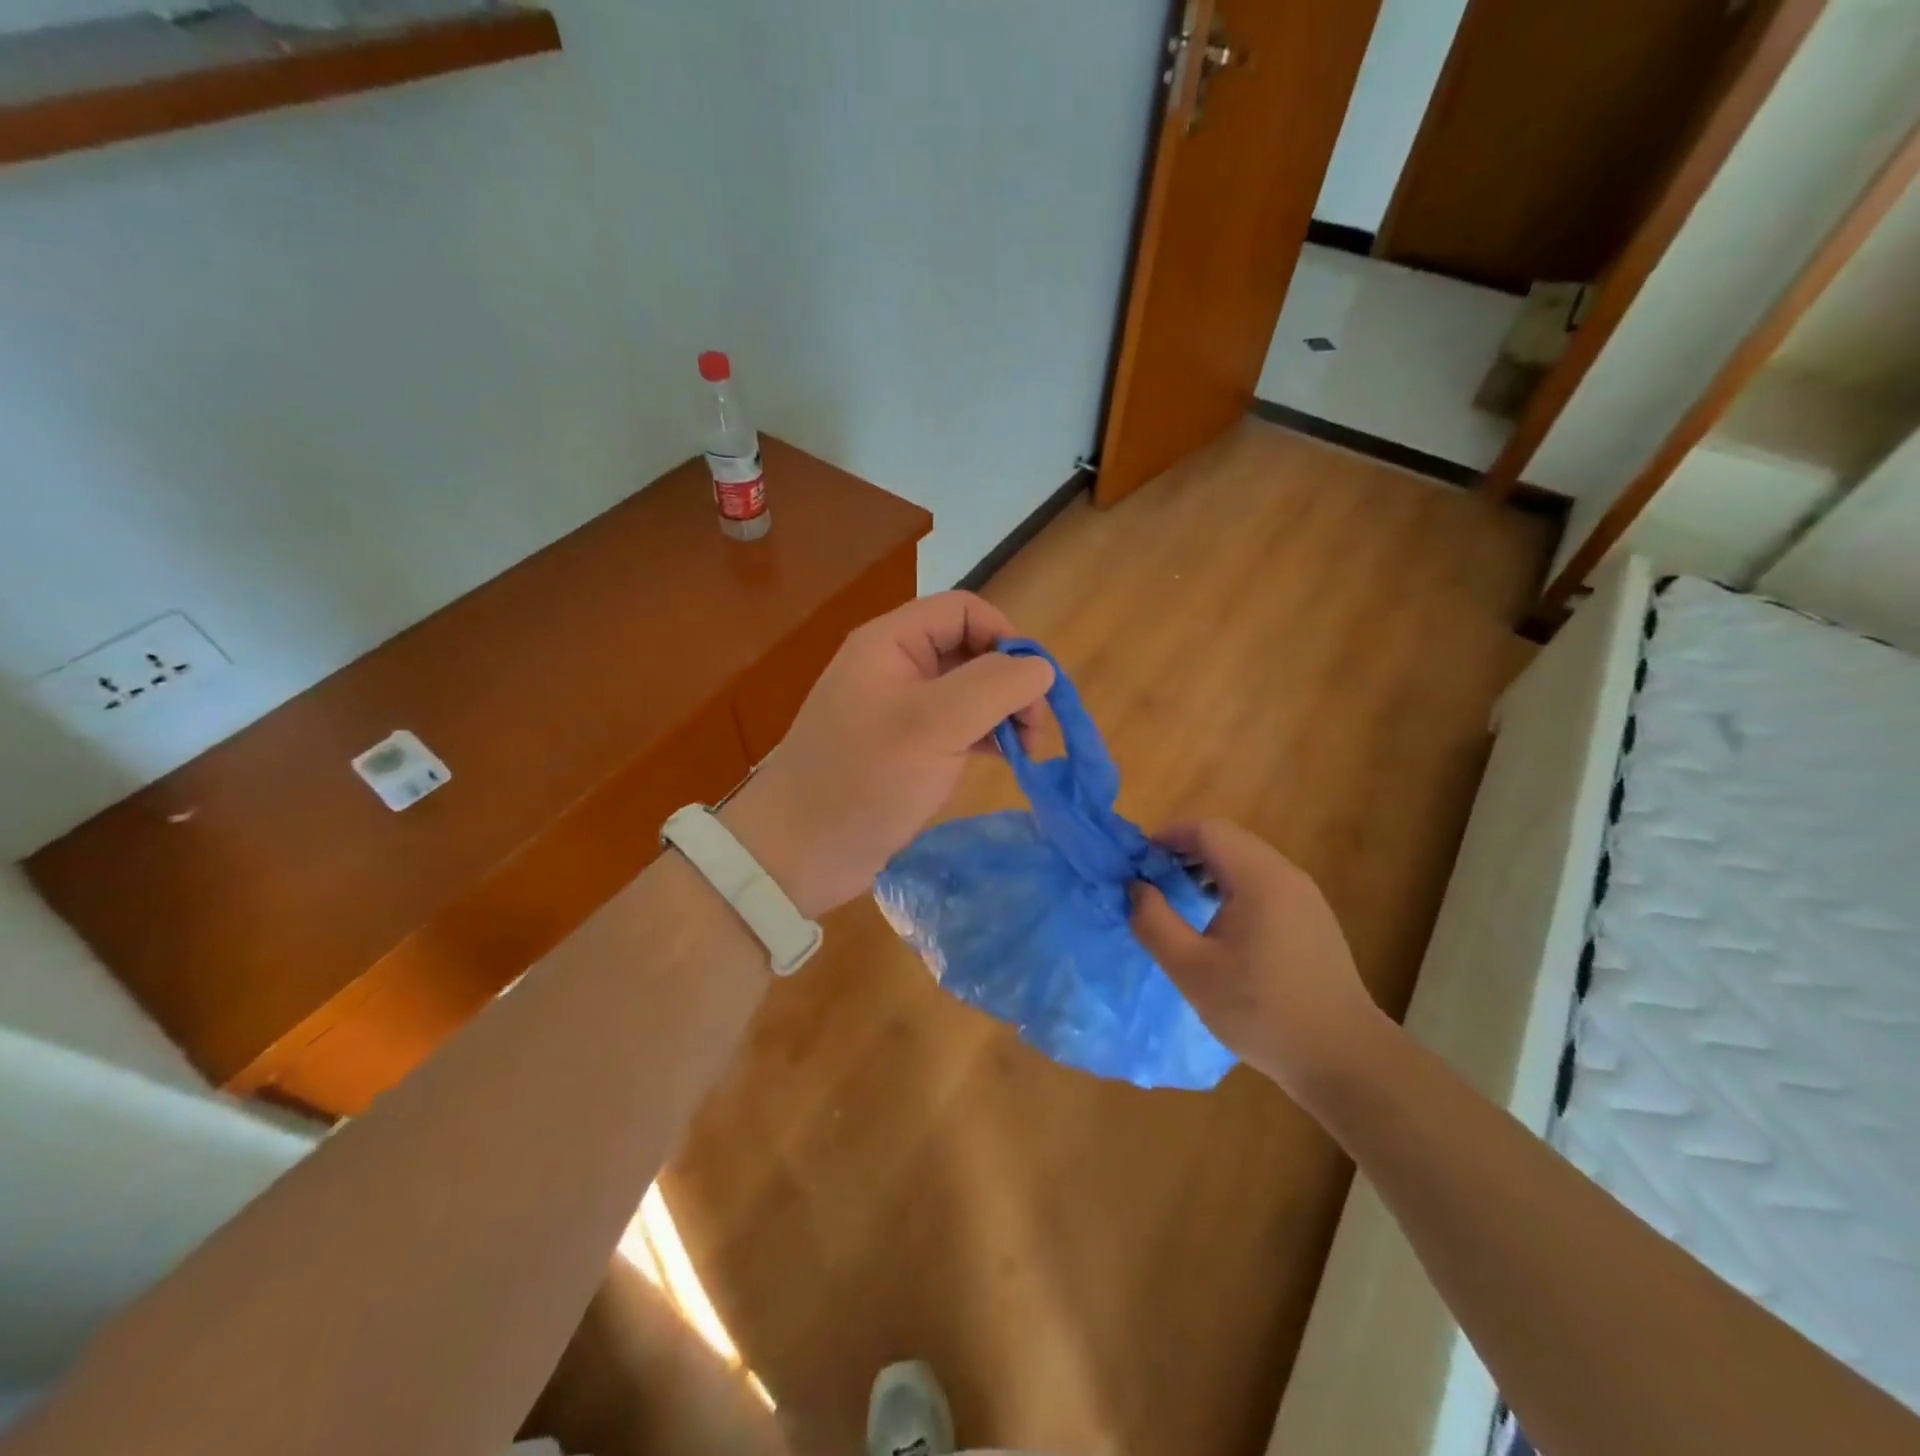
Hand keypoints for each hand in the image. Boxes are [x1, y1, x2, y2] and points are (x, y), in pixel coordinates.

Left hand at [721, 592, 1053, 917]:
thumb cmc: (865, 778)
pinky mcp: (905, 747)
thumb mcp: (934, 725)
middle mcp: (895, 666)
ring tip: (1027, 749)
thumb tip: (1041, 668)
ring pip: (968, 690)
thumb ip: (994, 687)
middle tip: (1035, 729)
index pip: (964, 611)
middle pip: (970, 649)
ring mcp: (899, 708)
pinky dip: (986, 735)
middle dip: (1010, 680)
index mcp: (892, 642)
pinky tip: (1005, 758)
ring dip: (1003, 711)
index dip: (1006, 636)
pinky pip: (956, 725)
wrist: (801, 851)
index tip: (1033, 685)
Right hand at [1131, 819, 1387, 1094]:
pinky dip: (1232, 887)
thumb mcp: (1191, 969)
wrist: (1343, 1058)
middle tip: (1154, 882)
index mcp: (1258, 878)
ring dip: (1208, 870)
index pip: (1207, 830)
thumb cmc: (1261, 1010)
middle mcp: (1286, 875)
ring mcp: (1305, 896)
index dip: (1168, 837)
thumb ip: (1154, 922)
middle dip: (1185, 852)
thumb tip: (1136, 888)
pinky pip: (1264, 883)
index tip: (1139, 863)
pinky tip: (1218, 925)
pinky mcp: (1312, 919)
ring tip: (1180, 901)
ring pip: (1247, 861)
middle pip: (1228, 840)